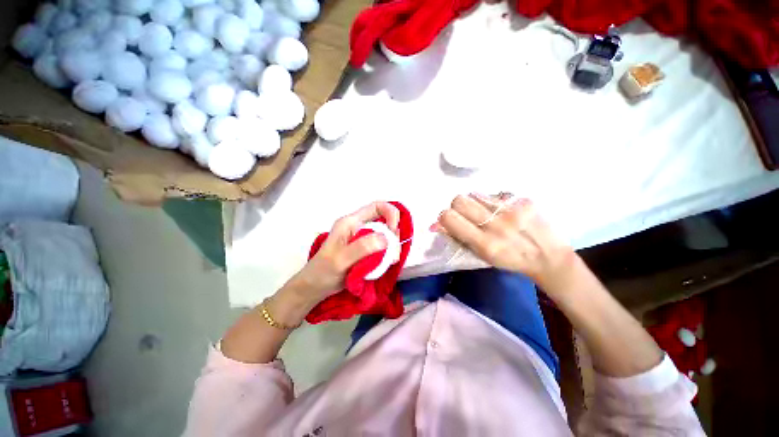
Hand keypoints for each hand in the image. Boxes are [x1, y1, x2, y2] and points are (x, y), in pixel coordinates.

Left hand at [281, 201, 400, 311]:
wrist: (315, 287)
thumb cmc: (323, 271)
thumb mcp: (341, 259)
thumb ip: (362, 247)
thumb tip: (386, 238)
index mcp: (351, 222)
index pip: (377, 207)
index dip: (390, 213)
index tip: (394, 231)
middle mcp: (359, 227)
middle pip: (385, 222)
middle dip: (393, 235)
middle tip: (393, 253)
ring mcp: (363, 239)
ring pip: (386, 236)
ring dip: (392, 247)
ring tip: (390, 261)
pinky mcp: (366, 250)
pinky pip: (383, 248)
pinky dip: (388, 254)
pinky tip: (386, 263)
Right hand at [433, 194, 577, 291]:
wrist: (548, 257)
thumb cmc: (509, 260)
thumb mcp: (480, 255)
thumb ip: (457, 238)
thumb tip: (434, 225)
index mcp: (484, 244)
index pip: (449, 218)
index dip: (444, 217)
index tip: (450, 221)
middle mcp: (496, 225)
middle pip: (460, 200)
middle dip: (457, 206)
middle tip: (466, 215)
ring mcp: (511, 210)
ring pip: (475, 194)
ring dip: (474, 202)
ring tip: (485, 212)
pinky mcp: (523, 200)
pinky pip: (495, 194)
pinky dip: (492, 201)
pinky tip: (502, 210)